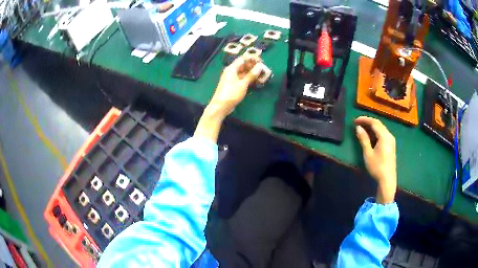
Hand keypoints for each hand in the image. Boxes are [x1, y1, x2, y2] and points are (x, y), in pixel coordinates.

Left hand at [207, 56, 262, 117]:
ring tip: (262, 75)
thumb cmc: (231, 93)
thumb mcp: (243, 84)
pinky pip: (243, 78)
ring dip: (253, 73)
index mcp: (232, 68)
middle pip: (244, 65)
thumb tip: (260, 66)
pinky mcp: (234, 85)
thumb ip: (251, 74)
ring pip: (244, 72)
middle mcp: (232, 71)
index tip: (261, 61)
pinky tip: (257, 81)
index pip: (243, 59)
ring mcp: (233, 78)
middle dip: (254, 66)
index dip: (252, 58)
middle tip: (264, 69)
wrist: (221, 106)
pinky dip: (249, 79)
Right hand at [355, 116, 396, 203]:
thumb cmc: (377, 167)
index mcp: (384, 136)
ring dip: (371, 127)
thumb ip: (363, 139)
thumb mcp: (368, 153)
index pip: (374, 122)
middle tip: (357, 124)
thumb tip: (358, 127)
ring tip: (362, 129)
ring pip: (381, 129)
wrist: (387, 180)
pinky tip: (370, 137)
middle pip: (378, 124)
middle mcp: (389, 135)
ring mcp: (391, 140)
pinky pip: (383, 134)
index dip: (364, 120)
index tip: (354, 121)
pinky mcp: (391, 145)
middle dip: (368, 122)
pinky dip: (375, 132)